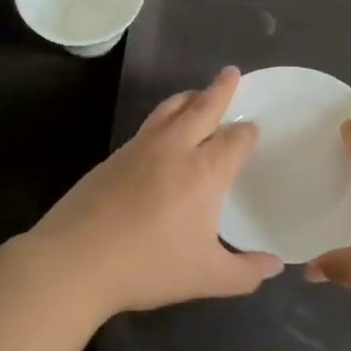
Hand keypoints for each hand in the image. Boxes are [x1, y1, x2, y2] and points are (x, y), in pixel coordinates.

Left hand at [25, 67, 282, 318]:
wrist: (73, 261)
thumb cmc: (147, 266)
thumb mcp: (206, 277)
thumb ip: (246, 272)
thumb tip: (276, 266)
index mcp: (205, 171)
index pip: (235, 138)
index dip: (247, 133)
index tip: (253, 130)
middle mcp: (175, 148)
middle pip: (203, 107)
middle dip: (221, 89)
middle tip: (231, 72)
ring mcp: (140, 148)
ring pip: (170, 108)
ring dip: (189, 97)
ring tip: (197, 94)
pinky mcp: (114, 156)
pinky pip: (148, 125)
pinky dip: (164, 117)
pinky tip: (162, 133)